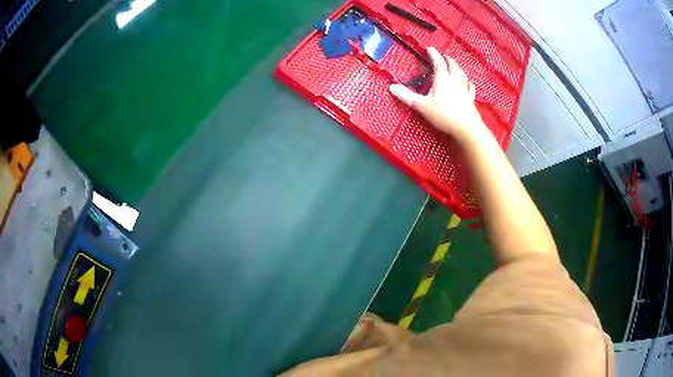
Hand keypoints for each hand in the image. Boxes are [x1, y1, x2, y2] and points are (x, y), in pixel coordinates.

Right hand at [390, 47, 486, 142]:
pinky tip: (467, 82)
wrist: (466, 127)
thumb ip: (407, 96)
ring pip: (461, 73)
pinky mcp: (470, 98)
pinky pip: (470, 86)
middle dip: (446, 58)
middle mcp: (455, 80)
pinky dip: (467, 82)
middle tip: (442, 56)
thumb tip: (392, 87)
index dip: (433, 54)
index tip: (429, 49)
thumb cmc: (444, 115)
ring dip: (456, 67)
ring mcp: (464, 89)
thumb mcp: (422, 106)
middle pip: (452, 65)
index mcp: (442, 78)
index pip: (438, 61)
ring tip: (453, 65)